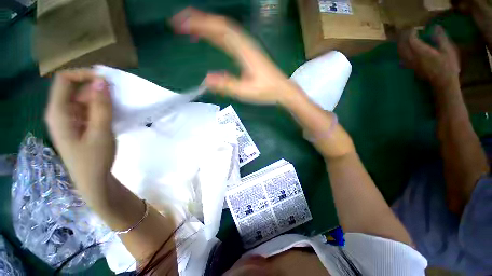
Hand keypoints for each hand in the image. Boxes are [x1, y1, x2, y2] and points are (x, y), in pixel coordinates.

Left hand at [45, 69, 114, 198]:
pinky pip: (87, 109)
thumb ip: (101, 106)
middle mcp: (60, 112)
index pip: (64, 80)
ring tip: (117, 108)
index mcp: (58, 112)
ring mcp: (68, 119)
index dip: (84, 74)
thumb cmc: (95, 158)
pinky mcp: (77, 125)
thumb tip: (102, 81)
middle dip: (96, 89)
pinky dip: (100, 108)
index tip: (106, 81)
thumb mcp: (101, 131)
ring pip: (82, 99)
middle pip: (75, 89)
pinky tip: (111, 116)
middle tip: (117, 98)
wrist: (93, 180)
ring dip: (100, 100)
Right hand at [170, 7, 297, 103]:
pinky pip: (229, 36)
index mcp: (243, 50)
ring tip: (189, 26)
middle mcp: (245, 43)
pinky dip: (216, 33)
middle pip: (220, 24)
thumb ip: (227, 85)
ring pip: (224, 28)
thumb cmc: (266, 91)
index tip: (181, 23)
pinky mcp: (248, 51)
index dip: (199, 23)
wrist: (282, 89)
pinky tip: (210, 37)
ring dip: (206, 24)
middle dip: (198, 20)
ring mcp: (247, 46)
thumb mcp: (246, 91)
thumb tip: (206, 79)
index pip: (219, 30)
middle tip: (179, 22)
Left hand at [398, 26, 459, 88]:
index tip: (414, 28)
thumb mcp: (447, 49)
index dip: (411, 33)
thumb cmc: (448, 65)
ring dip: (400, 45)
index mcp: (421, 52)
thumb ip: (440, 38)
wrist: (443, 82)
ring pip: (400, 53)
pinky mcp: (411, 69)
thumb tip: (435, 27)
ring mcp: (410, 64)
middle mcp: (412, 58)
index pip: (411, 40)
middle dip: (403, 38)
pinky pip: (402, 59)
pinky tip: (403, 51)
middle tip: (406, 31)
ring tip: (403, 39)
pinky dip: (401, 53)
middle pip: (403, 46)